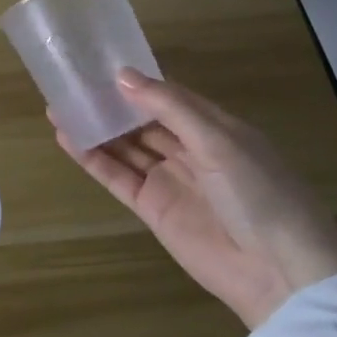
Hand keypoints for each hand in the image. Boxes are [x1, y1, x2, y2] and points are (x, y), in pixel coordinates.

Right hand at [54, 70, 336, 329]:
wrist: (280, 273)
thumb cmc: (260, 194)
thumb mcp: (219, 141)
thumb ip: (169, 107)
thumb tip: (121, 75)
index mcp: (214, 128)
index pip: (167, 97)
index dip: (135, 81)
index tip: (99, 63)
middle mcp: (189, 150)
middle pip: (141, 120)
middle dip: (109, 103)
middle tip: (69, 83)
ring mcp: (168, 180)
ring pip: (124, 146)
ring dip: (94, 128)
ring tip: (56, 105)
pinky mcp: (151, 208)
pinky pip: (116, 176)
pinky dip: (92, 158)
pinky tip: (66, 138)